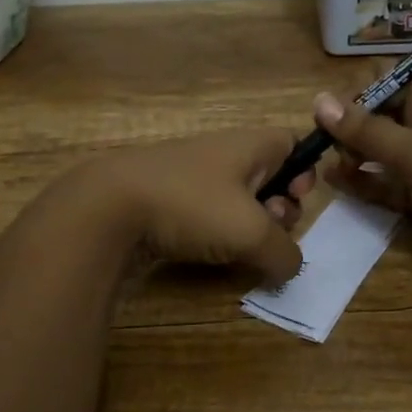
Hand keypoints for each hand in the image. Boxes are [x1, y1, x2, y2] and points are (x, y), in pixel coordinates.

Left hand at [75, 129, 314, 282]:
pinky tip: (208, 256)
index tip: (295, 200)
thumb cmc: (191, 206)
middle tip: (268, 232)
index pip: (291, 143)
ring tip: (238, 250)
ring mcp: (189, 176)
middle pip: (267, 176)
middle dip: (277, 208)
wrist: (107, 208)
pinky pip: (204, 215)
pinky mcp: (165, 200)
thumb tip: (289, 268)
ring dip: (245, 228)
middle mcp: (221, 153)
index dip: (303, 172)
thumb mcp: (252, 233)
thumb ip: (285, 253)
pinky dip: (213, 235)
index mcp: (248, 145)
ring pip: (235, 200)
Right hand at [314, 78, 411, 289]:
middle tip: (320, 148)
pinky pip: (388, 186)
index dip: (356, 93)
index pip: (388, 82)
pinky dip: (364, 184)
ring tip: (320, 166)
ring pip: (381, 155)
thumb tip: (320, 100)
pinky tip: (336, 183)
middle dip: (348, 128)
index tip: (324, 114)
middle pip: (380, 119)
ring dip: (352, 157)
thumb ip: (368, 131)